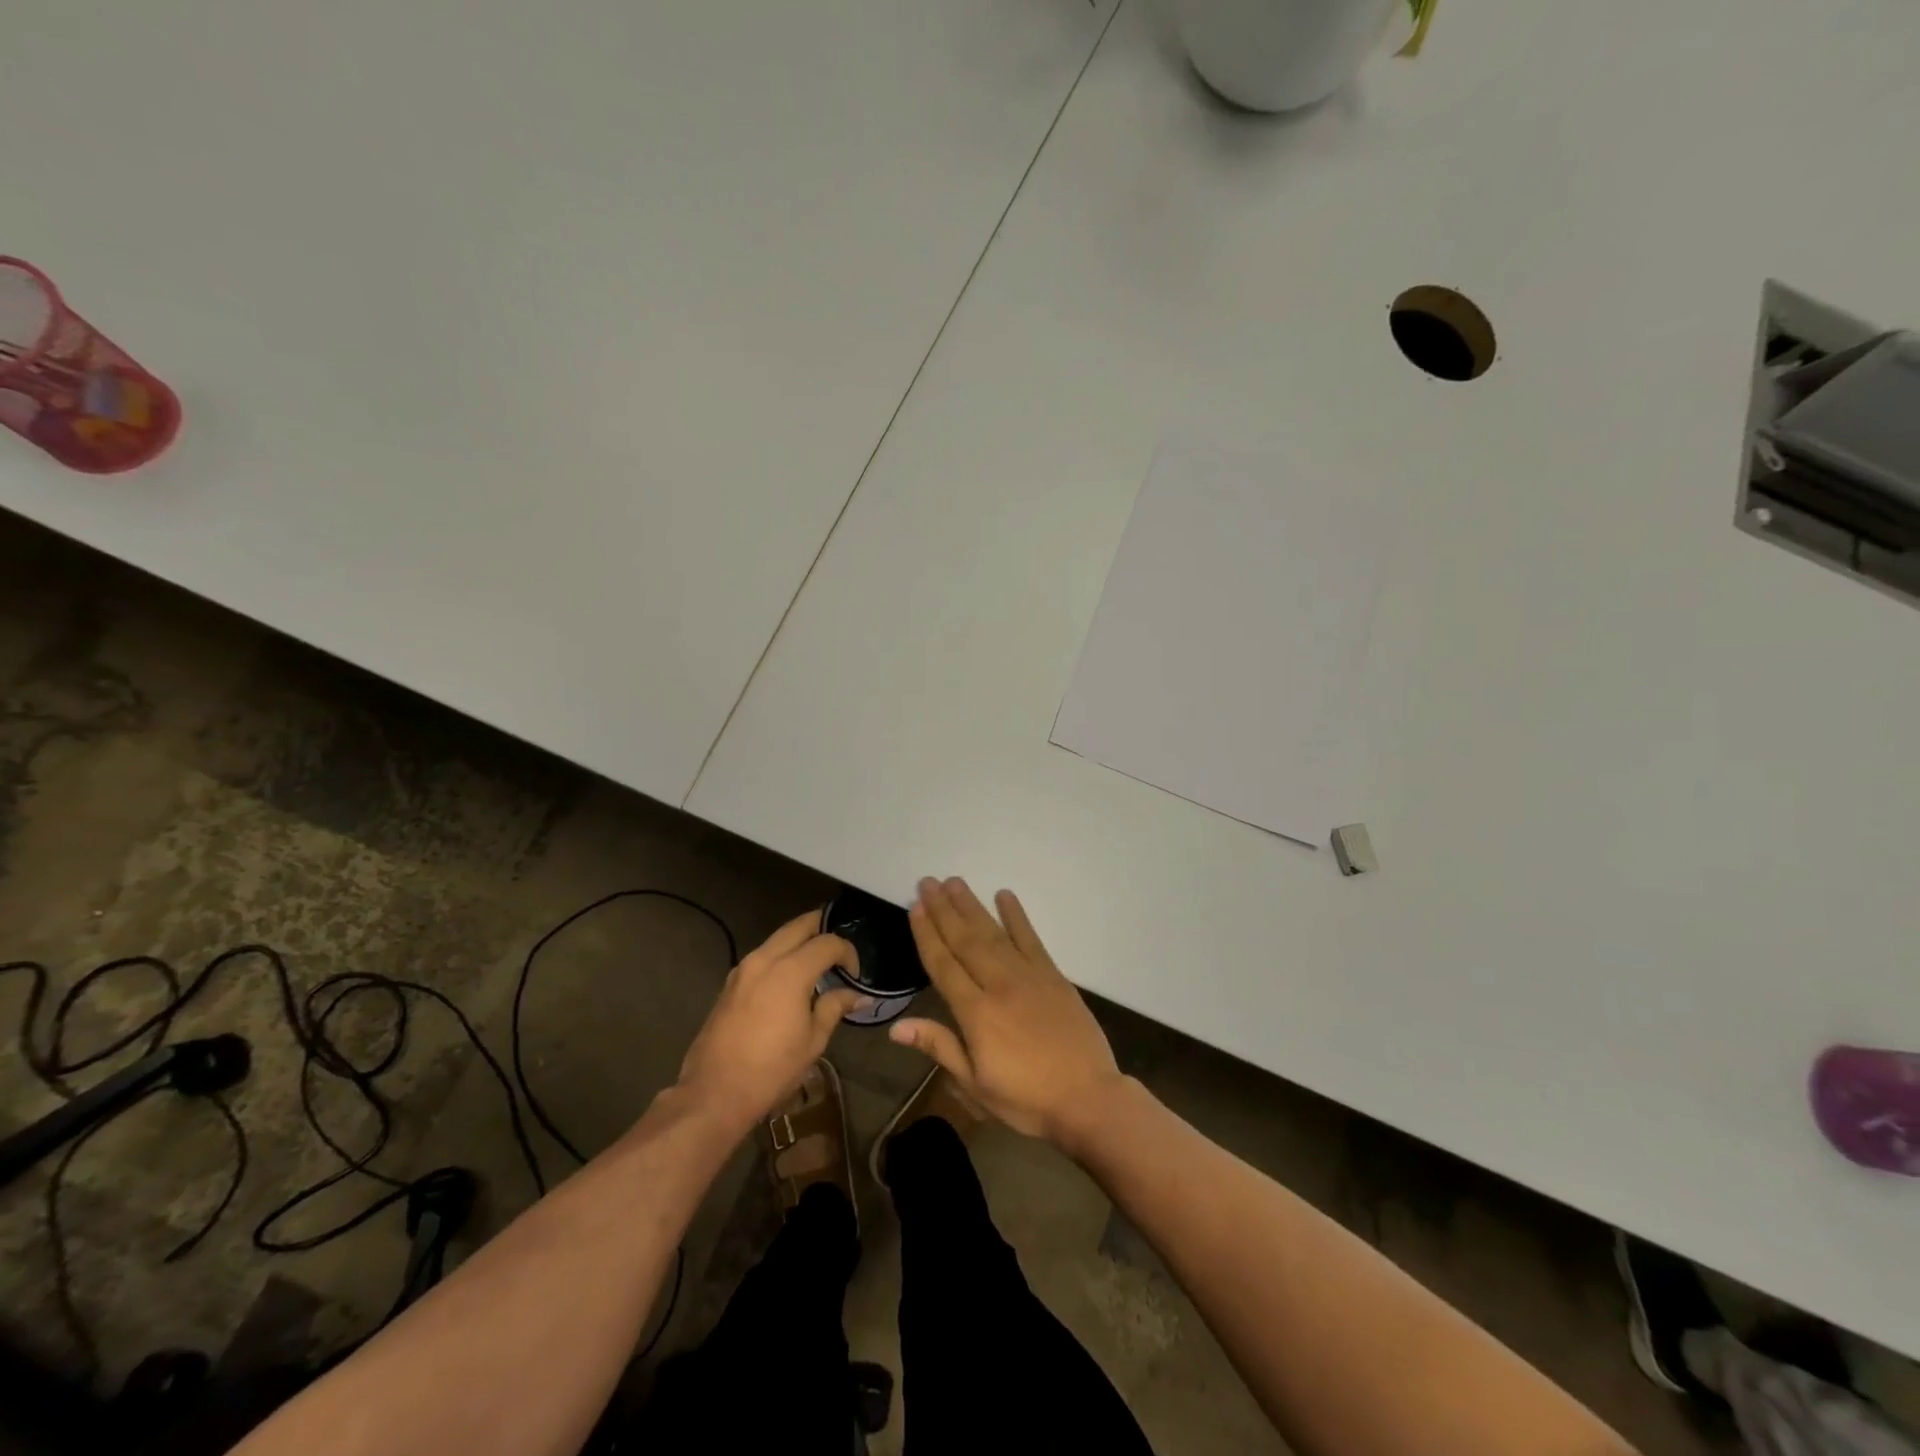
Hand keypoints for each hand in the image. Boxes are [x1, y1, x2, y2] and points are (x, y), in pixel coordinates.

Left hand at [676, 910, 863, 1137]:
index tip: (855, 975)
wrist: (714, 1093)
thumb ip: (835, 1007)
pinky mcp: (730, 983)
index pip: (828, 943)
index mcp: (790, 971)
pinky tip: (790, 978)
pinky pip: (762, 955)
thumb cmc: (771, 1069)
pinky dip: (781, 955)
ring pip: (778, 938)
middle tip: (839, 949)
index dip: (848, 952)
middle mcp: (764, 959)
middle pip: (799, 926)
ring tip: (818, 962)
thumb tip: (858, 995)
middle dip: (823, 928)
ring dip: (800, 941)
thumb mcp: (813, 1041)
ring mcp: (743, 969)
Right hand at [891, 877, 1123, 1145]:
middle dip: (944, 910)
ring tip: (954, 882)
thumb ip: (939, 1047)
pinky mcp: (1053, 975)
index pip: (943, 964)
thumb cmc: (1026, 1099)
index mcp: (976, 1012)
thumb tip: (896, 1026)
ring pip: (993, 933)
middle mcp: (999, 984)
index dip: (927, 934)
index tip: (915, 907)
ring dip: (972, 906)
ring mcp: (1028, 976)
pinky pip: (1031, 938)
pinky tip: (1004, 895)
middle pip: (965, 940)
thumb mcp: (975, 1085)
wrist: (1087, 1098)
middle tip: (927, 882)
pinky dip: (1016, 916)